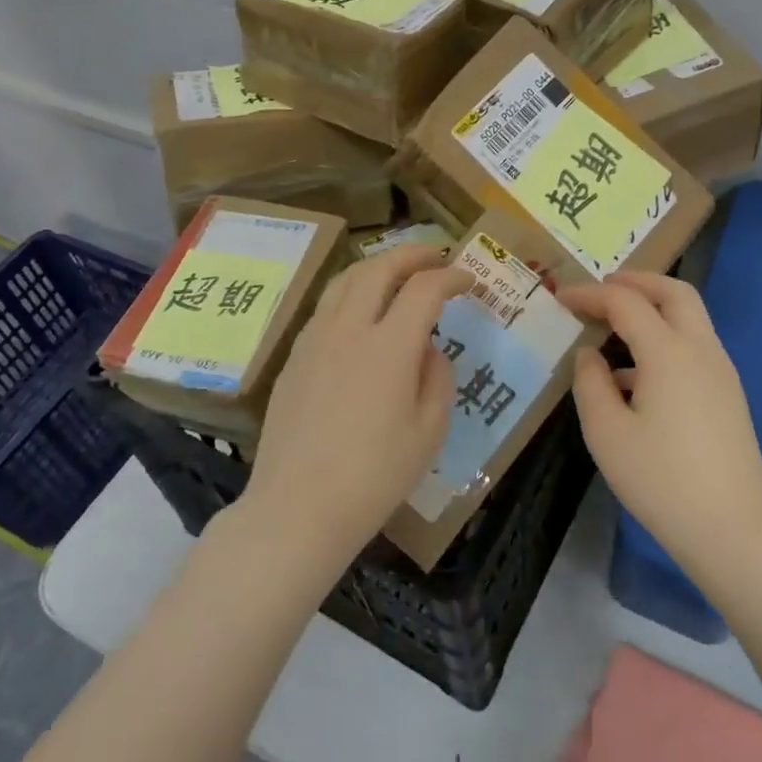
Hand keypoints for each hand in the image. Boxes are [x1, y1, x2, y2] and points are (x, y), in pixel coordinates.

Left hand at [245, 243, 471, 567]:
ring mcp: (314, 339)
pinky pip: (326, 307)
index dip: (451, 277)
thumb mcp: (428, 432)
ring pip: (345, 280)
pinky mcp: (294, 357)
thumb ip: (437, 378)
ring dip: (377, 266)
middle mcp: (348, 329)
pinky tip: (360, 312)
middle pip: (379, 268)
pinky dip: (351, 292)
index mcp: (389, 346)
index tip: (468, 281)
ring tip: (397, 272)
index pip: (424, 289)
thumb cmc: (374, 477)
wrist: (298, 507)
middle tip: (435, 256)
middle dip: (412, 254)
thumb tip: (428, 349)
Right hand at [558, 272, 761, 592]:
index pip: (625, 302)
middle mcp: (701, 350)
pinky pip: (693, 347)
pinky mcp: (728, 396)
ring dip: (653, 309)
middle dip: (636, 281)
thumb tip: (590, 355)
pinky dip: (664, 339)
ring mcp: (721, 373)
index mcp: (669, 352)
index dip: (590, 294)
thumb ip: (590, 383)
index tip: (560, 297)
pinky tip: (634, 377)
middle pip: (674, 292)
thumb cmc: (662, 480)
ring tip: (612, 328)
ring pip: (689, 318)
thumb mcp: (607, 432)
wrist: (734, 531)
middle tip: (601, 288)